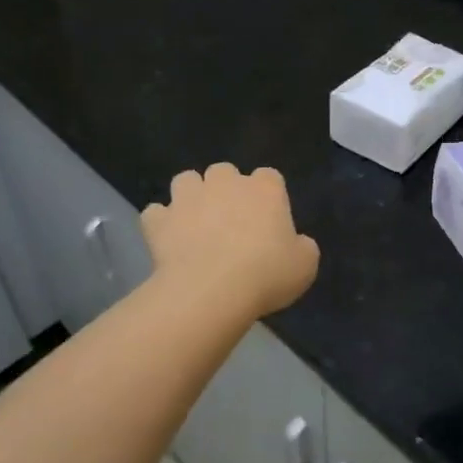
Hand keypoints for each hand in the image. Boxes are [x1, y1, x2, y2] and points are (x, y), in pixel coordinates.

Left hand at [142, 163, 319, 321]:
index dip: (268, 195)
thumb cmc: (266, 274)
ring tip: (195, 222)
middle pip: (225, 171)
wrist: (211, 291)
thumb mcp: (305, 265)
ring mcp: (188, 198)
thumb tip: (295, 243)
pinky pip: (157, 213)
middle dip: (225, 189)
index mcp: (265, 189)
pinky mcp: (160, 220)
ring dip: (191, 196)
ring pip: (186, 180)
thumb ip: (302, 247)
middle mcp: (225, 183)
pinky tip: (168, 241)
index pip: (269, 177)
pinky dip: (162, 223)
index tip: (268, 219)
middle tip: (230, 221)